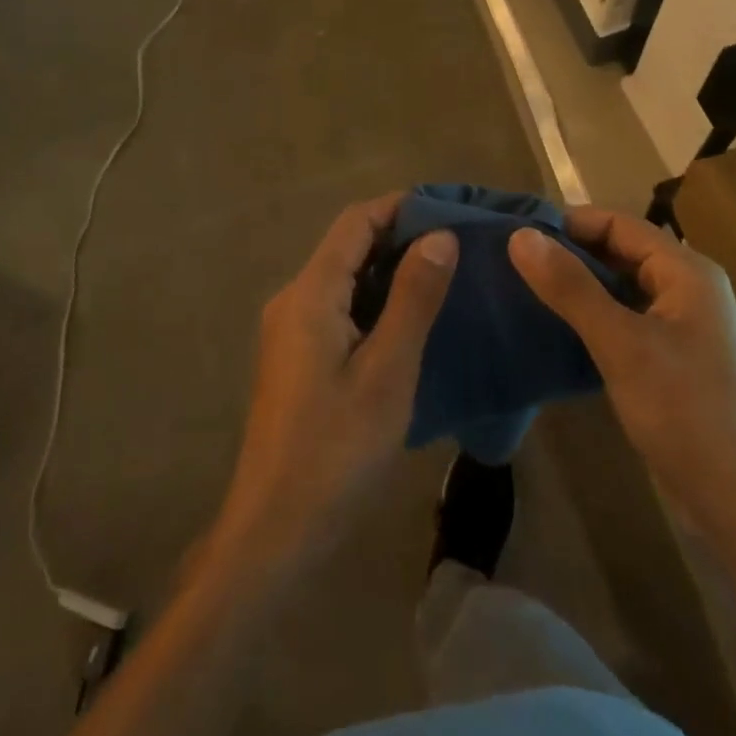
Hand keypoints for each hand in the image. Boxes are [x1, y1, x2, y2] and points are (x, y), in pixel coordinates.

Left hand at [210, 194, 457, 578]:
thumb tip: (440, 236)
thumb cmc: (336, 448)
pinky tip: (412, 319)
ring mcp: (290, 331)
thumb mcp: (387, 371)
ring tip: (447, 276)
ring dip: (390, 270)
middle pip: (348, 246)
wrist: (275, 529)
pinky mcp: (297, 359)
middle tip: (460, 244)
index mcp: (310, 294)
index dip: (400, 206)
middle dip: (400, 236)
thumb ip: (413, 298)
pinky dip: (376, 301)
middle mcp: (293, 300)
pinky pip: (339, 309)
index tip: (450, 208)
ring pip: (344, 279)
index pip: (355, 222)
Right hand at [508, 206, 735, 522]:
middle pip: (619, 252)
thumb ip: (571, 287)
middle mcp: (686, 289)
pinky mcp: (668, 359)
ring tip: (521, 289)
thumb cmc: (687, 412)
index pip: (619, 224)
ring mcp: (679, 326)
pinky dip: (589, 317)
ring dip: (576, 286)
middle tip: (510, 262)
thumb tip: (520, 235)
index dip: (568, 223)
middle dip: (568, 254)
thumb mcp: (622, 344)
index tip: (515, 233)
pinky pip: (622, 320)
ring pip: (618, 288)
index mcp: (686, 271)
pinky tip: (552, 328)